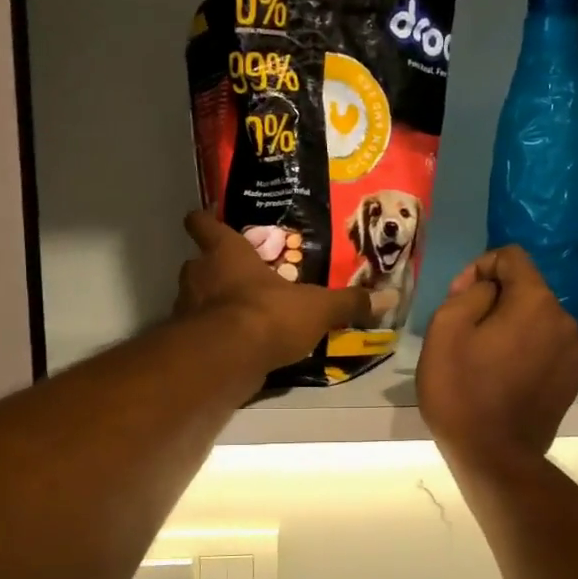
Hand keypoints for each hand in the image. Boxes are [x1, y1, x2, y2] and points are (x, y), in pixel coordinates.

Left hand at [175, 210, 371, 374]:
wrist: (227, 359)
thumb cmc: (267, 314)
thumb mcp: (317, 308)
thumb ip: (348, 303)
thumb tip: (390, 297)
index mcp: (226, 252)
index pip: (203, 224)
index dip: (205, 221)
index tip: (208, 219)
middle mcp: (198, 274)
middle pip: (199, 263)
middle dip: (216, 269)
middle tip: (242, 275)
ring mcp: (187, 309)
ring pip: (197, 297)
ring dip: (214, 303)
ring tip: (243, 312)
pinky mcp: (188, 342)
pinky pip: (202, 332)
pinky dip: (216, 335)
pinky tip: (238, 345)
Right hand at [418, 245, 577, 467]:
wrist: (495, 457)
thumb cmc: (462, 392)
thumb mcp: (445, 330)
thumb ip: (469, 293)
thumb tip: (487, 289)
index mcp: (535, 302)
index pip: (511, 257)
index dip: (479, 268)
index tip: (458, 300)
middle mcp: (564, 320)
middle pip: (525, 289)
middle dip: (494, 300)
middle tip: (463, 333)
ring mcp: (572, 352)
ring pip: (535, 320)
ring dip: (509, 327)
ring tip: (482, 359)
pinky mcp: (571, 379)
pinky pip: (544, 348)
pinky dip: (523, 351)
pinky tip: (502, 378)